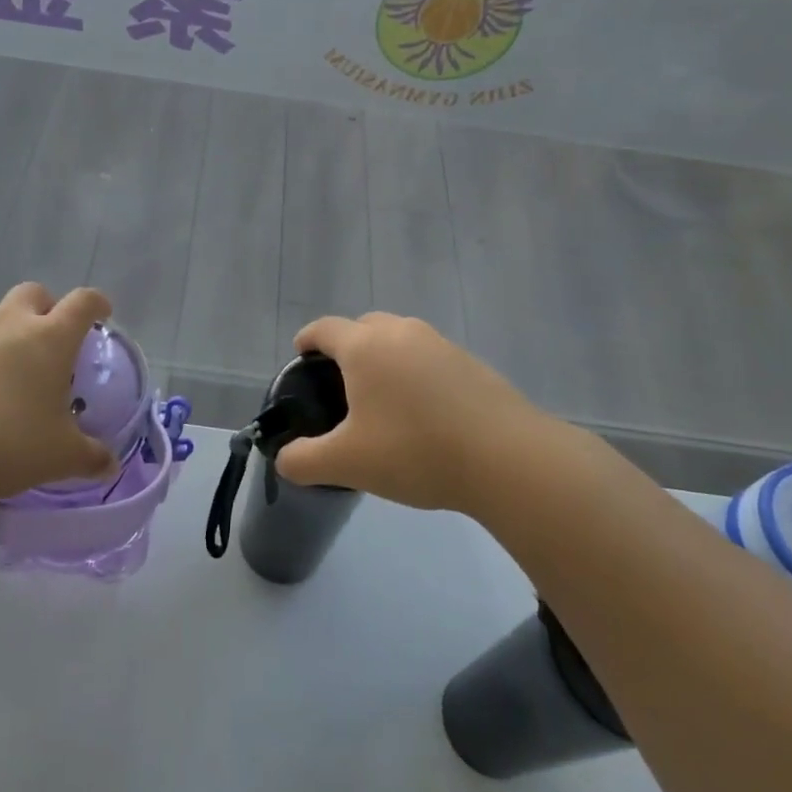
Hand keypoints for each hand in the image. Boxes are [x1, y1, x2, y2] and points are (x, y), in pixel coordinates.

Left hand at [0, 283, 118, 503]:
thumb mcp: (61, 456)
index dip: (96, 303)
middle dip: (45, 306)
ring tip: (4, 349)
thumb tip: (110, 466)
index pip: (82, 303)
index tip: (102, 314)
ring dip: (0, 317)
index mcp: (51, 339)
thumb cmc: (11, 443)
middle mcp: (11, 325)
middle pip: (32, 292)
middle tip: (50, 336)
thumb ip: (90, 457)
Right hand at [274, 313, 570, 515]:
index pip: (324, 329)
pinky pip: (430, 358)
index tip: (301, 356)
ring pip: (401, 340)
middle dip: (347, 346)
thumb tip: (285, 460)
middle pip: (364, 326)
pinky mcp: (472, 363)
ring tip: (383, 398)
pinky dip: (417, 373)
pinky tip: (424, 412)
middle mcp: (402, 333)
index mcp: (365, 347)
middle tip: (341, 383)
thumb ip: (304, 461)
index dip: (307, 339)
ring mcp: (441, 345)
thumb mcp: (347, 464)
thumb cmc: (414, 451)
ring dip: (385, 358)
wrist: (506, 458)